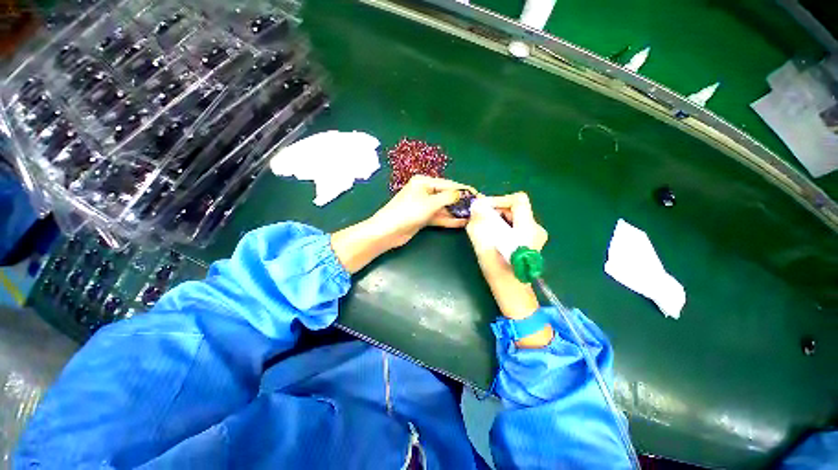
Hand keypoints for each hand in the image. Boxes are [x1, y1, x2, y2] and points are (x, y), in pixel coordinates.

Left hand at [369, 175, 475, 247]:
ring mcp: (423, 205)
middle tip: (477, 208)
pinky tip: (461, 223)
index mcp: (423, 182)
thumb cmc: (408, 212)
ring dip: (456, 212)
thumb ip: (448, 197)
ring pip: (443, 207)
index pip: (448, 184)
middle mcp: (424, 192)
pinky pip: (439, 216)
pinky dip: (448, 220)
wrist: (388, 231)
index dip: (464, 189)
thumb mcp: (430, 203)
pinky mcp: (423, 217)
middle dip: (461, 202)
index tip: (478, 194)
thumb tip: (462, 193)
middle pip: (446, 196)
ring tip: (472, 216)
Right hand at [466, 192, 552, 347]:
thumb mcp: (484, 246)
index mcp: (528, 229)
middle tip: (479, 219)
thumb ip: (479, 224)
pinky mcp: (530, 239)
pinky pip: (514, 224)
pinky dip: (502, 225)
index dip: (499, 199)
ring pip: (514, 215)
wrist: (512, 291)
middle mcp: (536, 228)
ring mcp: (535, 234)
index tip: (483, 209)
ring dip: (497, 218)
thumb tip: (476, 205)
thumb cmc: (498, 271)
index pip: (518, 199)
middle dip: (495, 210)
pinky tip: (492, 235)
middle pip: (515, 207)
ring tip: (484, 228)